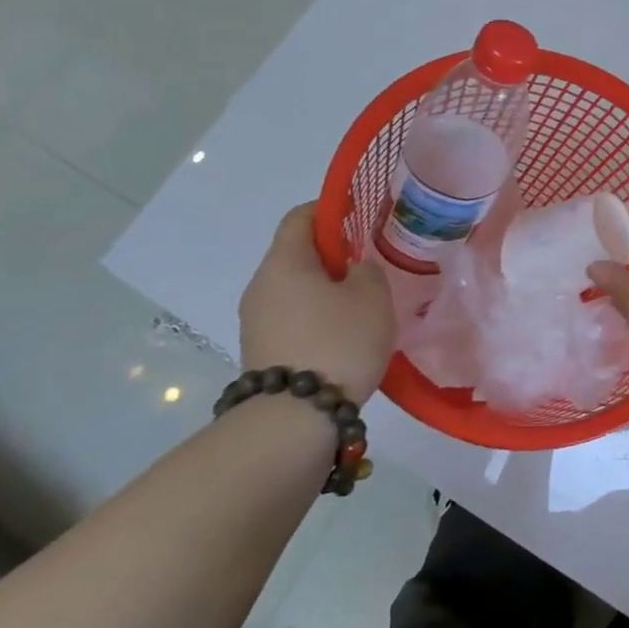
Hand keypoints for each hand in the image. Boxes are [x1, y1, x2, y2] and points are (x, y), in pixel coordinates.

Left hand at [239, 204, 395, 404]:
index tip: (360, 215)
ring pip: (295, 288)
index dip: (330, 209)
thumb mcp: (372, 297)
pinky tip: (344, 334)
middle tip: (369, 265)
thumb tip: (353, 268)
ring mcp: (255, 320)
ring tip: (362, 303)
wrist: (294, 418)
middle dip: (332, 253)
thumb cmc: (338, 342)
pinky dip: (317, 315)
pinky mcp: (261, 350)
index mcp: (284, 262)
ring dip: (326, 288)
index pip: (300, 217)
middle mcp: (261, 286)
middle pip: (296, 253)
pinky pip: (292, 316)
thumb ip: (367, 269)